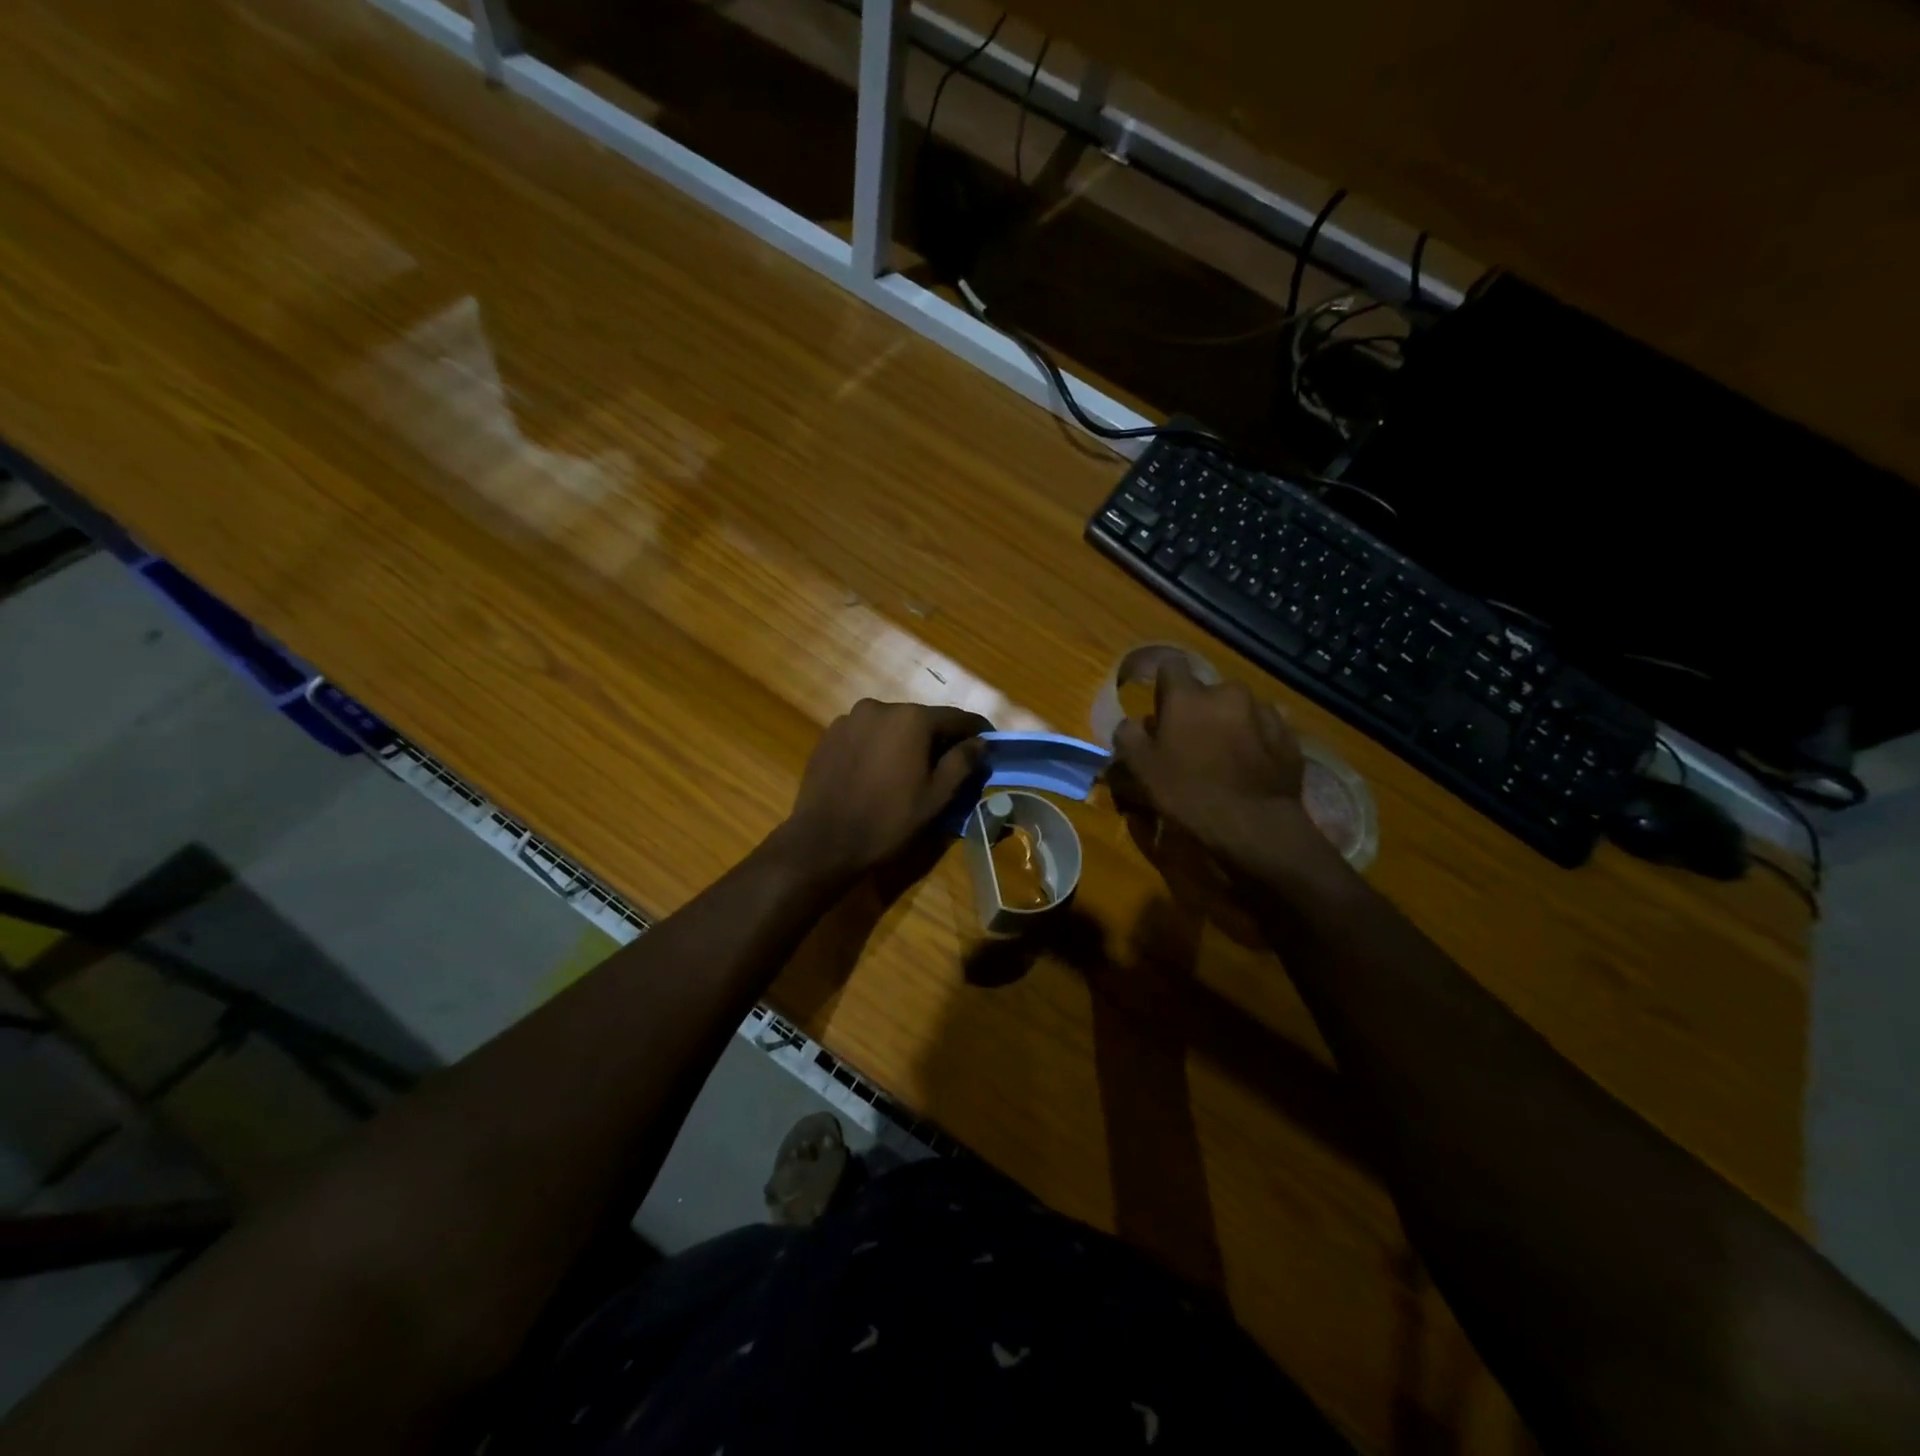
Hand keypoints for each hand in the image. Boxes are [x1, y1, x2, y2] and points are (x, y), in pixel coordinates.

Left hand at [778, 700, 990, 882]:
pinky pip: (866, 734)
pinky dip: (880, 746)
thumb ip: (962, 762)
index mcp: (911, 718)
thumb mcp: (936, 796)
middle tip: (950, 764)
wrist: (823, 841)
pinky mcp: (830, 735)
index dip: (977, 731)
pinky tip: (879, 773)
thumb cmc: (888, 820)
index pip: (956, 718)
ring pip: (892, 726)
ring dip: (907, 742)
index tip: (990, 744)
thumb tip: (980, 742)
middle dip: (939, 738)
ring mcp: (850, 719)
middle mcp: (880, 707)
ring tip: (911, 771)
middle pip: (921, 719)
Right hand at [1111, 657, 1307, 864]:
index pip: (1170, 665)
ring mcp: (1264, 712)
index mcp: (1188, 695)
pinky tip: (1250, 767)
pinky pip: (1265, 729)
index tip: (1161, 709)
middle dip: (1199, 709)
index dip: (1164, 685)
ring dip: (1229, 723)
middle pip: (1207, 691)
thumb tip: (1132, 723)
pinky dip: (1256, 740)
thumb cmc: (1188, 792)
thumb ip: (1129, 736)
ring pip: (1238, 708)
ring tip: (1225, 756)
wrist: (1254, 824)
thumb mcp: (1141, 768)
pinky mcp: (1289, 735)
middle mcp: (1228, 692)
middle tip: (1191, 742)